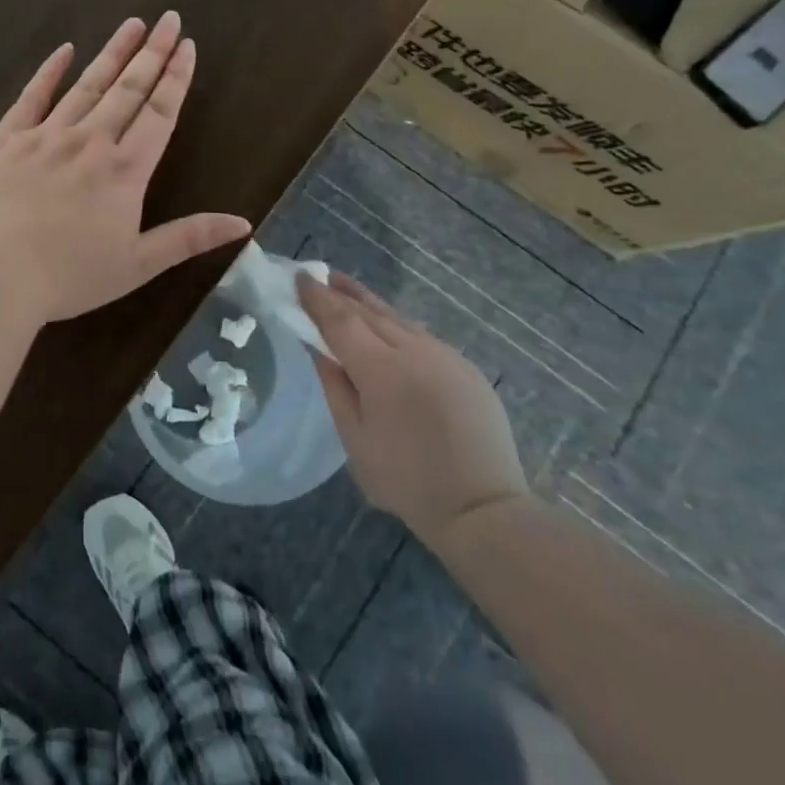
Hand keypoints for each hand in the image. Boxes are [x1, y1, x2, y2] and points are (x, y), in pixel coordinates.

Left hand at [0, 13, 251, 323]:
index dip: (176, 78)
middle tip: (169, 19)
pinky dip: (49, 72)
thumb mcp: (137, 265)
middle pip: (128, 89)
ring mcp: (45, 136)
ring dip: (112, 53)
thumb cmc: (69, 276)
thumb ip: (189, 238)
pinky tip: (65, 50)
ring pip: (86, 85)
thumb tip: (243, 222)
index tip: (188, 46)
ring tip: (132, 24)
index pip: (159, 113)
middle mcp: (90, 142)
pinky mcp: (5, 140)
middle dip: (152, 52)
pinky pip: (32, 97)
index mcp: (125, 171)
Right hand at [299, 271, 527, 552]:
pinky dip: (396, 324)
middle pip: (370, 311)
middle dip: (341, 292)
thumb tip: (317, 348)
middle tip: (319, 276)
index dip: (317, 298)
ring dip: (369, 302)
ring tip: (346, 289)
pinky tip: (387, 326)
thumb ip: (335, 386)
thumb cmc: (406, 480)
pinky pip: (422, 336)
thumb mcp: (354, 438)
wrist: (483, 509)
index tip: (300, 277)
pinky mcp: (466, 368)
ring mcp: (445, 356)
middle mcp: (414, 350)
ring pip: (398, 319)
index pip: (340, 319)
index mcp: (381, 369)